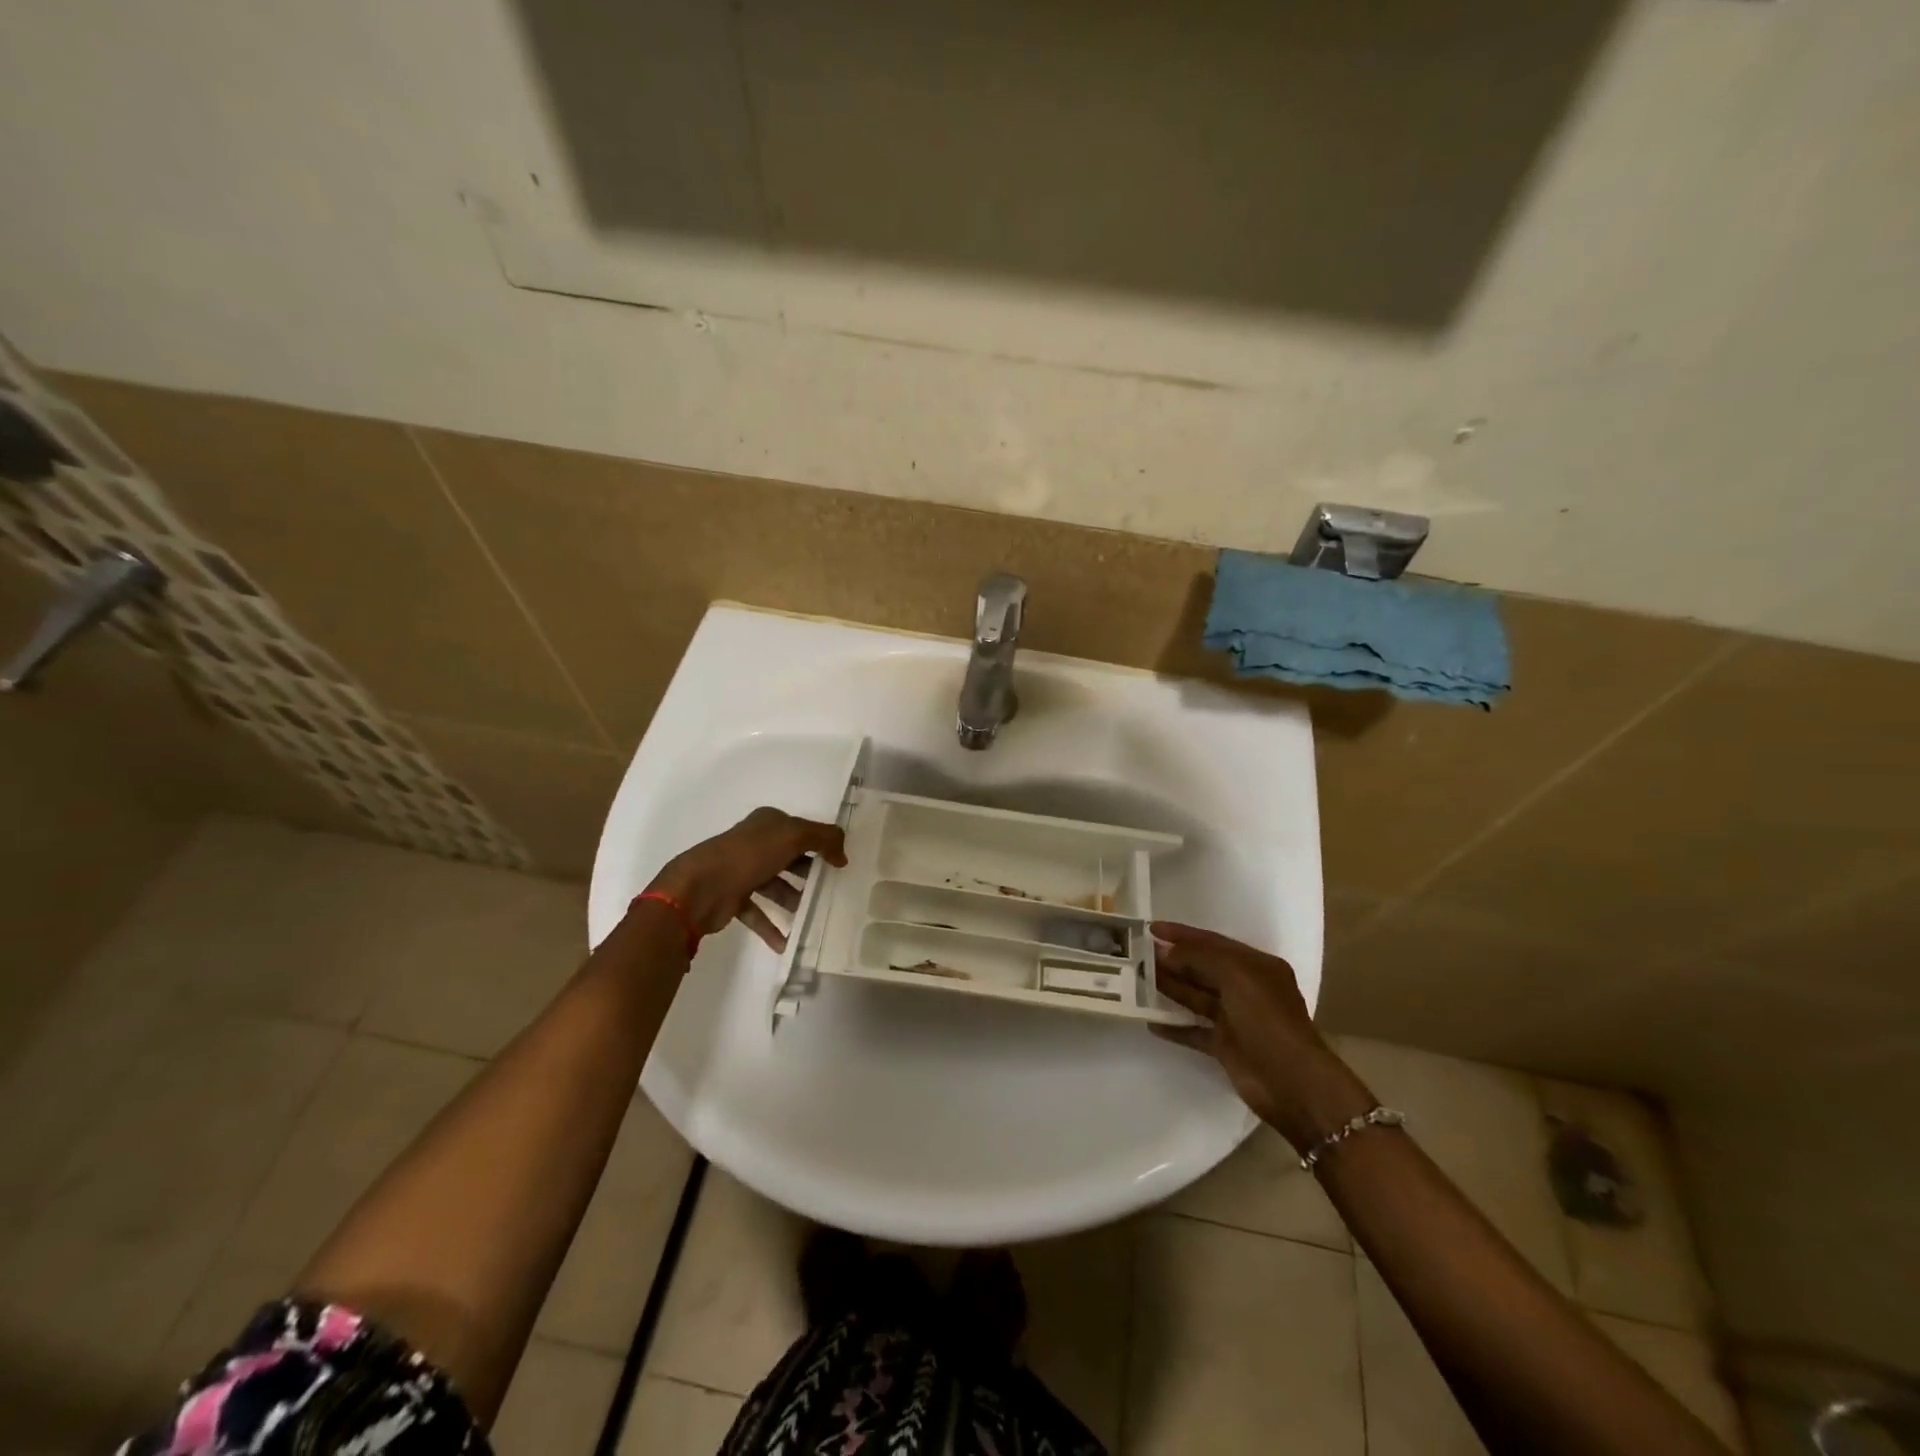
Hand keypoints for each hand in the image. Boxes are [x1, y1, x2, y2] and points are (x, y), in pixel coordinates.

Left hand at [646, 807, 847, 951]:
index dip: (821, 844)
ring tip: (813, 918)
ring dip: (794, 902)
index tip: (840, 864)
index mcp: (767, 824)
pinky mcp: (733, 898)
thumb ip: (824, 839)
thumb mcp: (793, 836)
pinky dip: (772, 926)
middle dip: (810, 874)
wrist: (700, 888)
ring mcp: (742, 871)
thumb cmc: (749, 855)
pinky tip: (787, 942)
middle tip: (831, 891)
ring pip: (776, 886)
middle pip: (790, 859)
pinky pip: (758, 912)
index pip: (801, 830)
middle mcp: (755, 844)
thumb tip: (843, 855)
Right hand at [1152, 922, 1375, 1152]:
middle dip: (1172, 960)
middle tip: (1137, 954)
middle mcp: (1246, 988)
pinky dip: (1174, 1026)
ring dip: (1169, 988)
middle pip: (1202, 968)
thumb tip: (1166, 952)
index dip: (1182, 934)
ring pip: (1195, 997)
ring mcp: (1235, 1018)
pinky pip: (1194, 1030)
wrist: (1292, 1083)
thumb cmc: (1267, 1019)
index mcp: (1255, 966)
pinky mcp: (1225, 1046)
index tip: (1151, 928)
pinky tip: (1150, 1022)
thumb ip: (1200, 958)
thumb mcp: (1236, 976)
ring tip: (1137, 980)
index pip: (1213, 942)